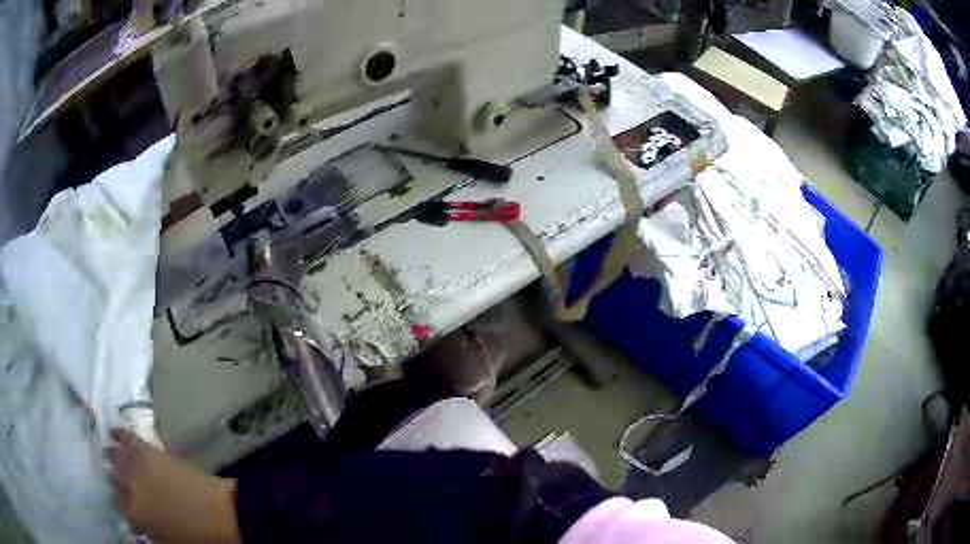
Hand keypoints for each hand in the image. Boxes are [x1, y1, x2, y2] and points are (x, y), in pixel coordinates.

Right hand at [105, 428, 241, 543]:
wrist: (221, 513)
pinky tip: (112, 431)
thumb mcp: (170, 540)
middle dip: (116, 482)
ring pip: (117, 458)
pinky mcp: (150, 451)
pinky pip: (130, 439)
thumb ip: (151, 532)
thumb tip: (140, 526)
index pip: (119, 507)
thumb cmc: (197, 534)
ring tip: (108, 455)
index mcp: (136, 513)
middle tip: (119, 485)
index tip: (127, 510)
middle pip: (115, 480)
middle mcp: (130, 487)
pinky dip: (120, 434)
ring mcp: (138, 466)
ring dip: (113, 458)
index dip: (123, 508)